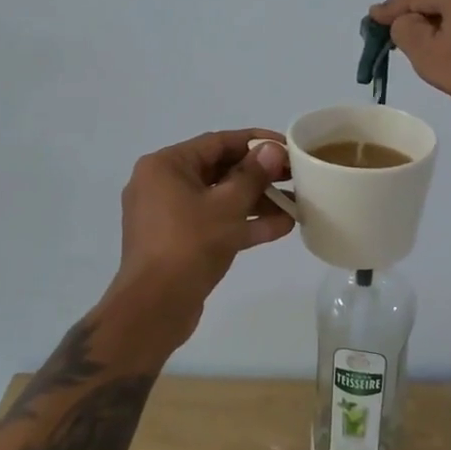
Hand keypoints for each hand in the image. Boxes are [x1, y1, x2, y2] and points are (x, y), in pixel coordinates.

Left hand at [111, 129, 295, 321]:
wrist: (154, 308)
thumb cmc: (189, 244)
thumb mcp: (227, 206)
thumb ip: (253, 175)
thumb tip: (272, 149)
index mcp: (165, 166)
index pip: (218, 142)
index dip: (256, 142)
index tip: (287, 146)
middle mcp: (162, 184)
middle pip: (219, 170)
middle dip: (259, 174)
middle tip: (295, 175)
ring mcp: (168, 215)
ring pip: (219, 199)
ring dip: (256, 201)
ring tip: (296, 202)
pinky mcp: (178, 241)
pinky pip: (214, 222)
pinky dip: (242, 223)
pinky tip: (282, 227)